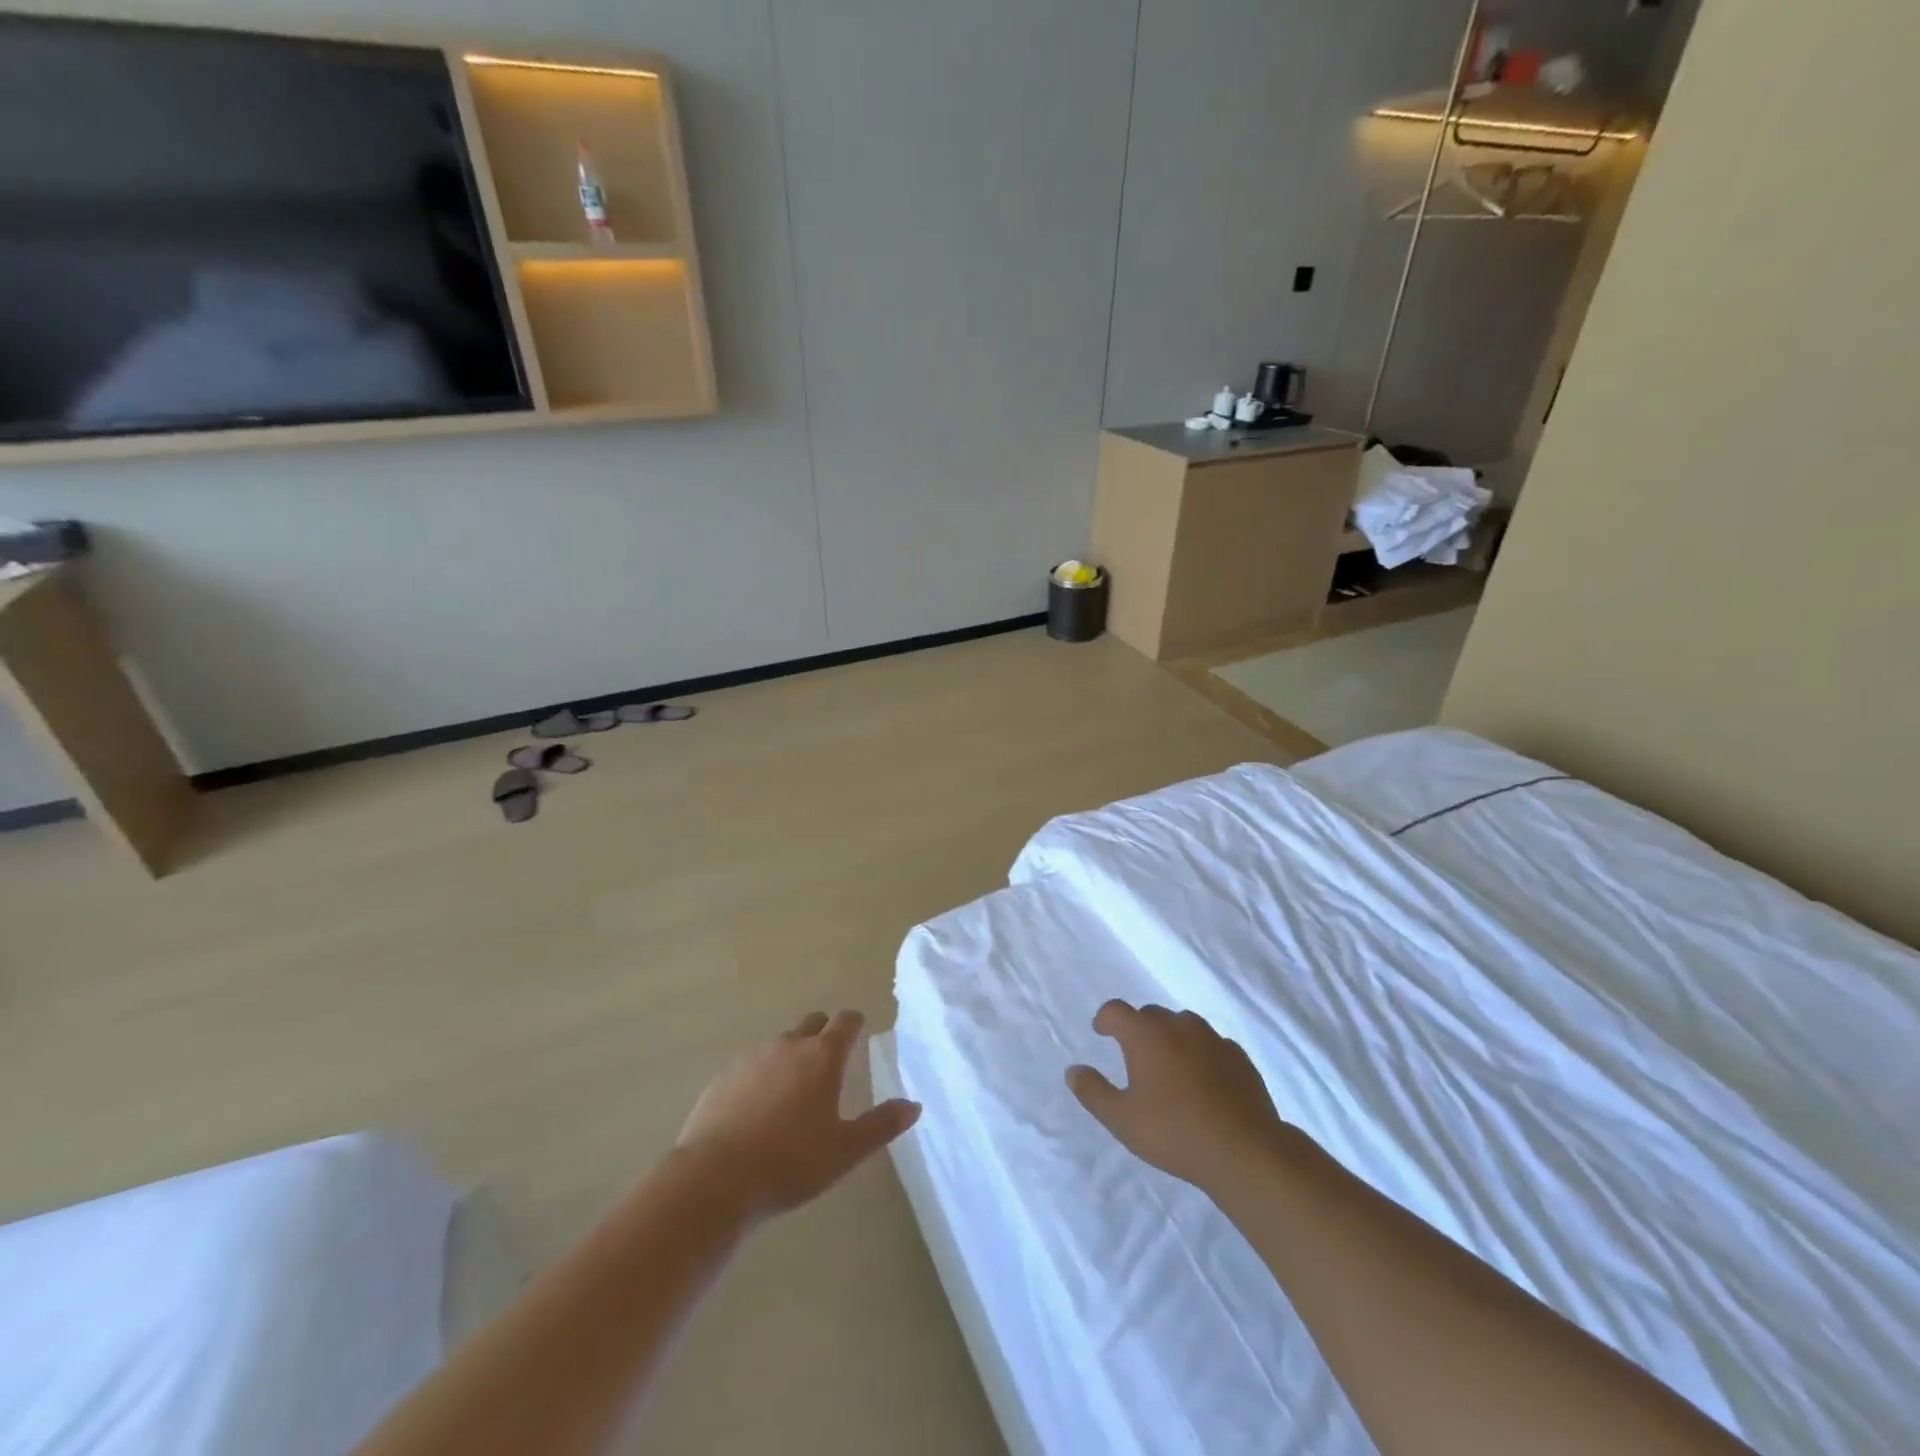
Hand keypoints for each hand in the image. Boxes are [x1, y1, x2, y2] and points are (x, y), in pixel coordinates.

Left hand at [677, 1010, 919, 1219]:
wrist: (715, 1179)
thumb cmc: (790, 1162)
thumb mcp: (845, 1150)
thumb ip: (881, 1125)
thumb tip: (914, 1105)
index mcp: (822, 1057)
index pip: (845, 1021)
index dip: (855, 1023)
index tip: (860, 1030)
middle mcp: (789, 1046)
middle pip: (812, 1024)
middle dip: (824, 1033)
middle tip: (830, 1061)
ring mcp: (752, 1058)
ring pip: (780, 1045)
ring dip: (792, 1056)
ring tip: (794, 1090)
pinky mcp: (724, 1077)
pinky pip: (751, 1066)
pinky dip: (761, 1076)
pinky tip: (758, 1108)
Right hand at [1067, 1001, 1293, 1192]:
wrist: (1244, 1150)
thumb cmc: (1175, 1132)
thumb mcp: (1122, 1119)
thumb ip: (1093, 1092)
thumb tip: (1074, 1071)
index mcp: (1145, 1035)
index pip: (1116, 1010)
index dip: (1105, 1019)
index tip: (1101, 1033)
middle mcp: (1178, 1025)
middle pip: (1151, 1015)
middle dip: (1139, 1029)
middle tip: (1135, 1057)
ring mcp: (1212, 1038)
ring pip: (1184, 1025)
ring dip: (1171, 1038)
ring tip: (1169, 1068)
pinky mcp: (1239, 1056)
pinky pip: (1212, 1044)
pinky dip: (1201, 1054)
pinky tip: (1204, 1081)